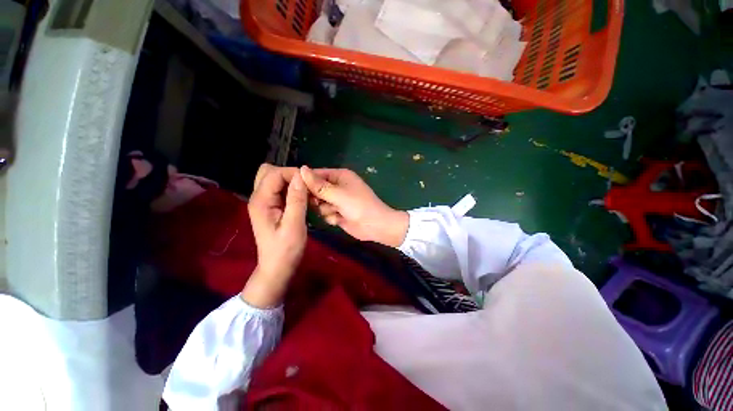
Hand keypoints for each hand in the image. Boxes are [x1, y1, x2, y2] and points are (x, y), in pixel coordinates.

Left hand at [241, 164, 307, 307]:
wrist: (277, 267)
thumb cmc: (286, 250)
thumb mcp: (294, 225)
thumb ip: (297, 200)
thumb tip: (301, 176)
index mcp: (261, 201)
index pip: (275, 173)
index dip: (294, 173)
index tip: (311, 183)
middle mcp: (258, 197)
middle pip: (269, 171)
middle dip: (289, 174)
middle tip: (305, 188)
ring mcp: (263, 202)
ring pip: (274, 179)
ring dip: (290, 181)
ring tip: (305, 193)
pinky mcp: (270, 206)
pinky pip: (279, 189)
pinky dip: (290, 189)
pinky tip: (301, 199)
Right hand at [300, 166, 408, 246]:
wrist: (375, 226)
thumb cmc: (359, 206)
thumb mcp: (338, 194)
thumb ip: (318, 185)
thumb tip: (301, 169)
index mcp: (340, 176)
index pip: (316, 174)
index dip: (306, 181)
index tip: (296, 190)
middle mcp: (337, 186)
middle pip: (315, 190)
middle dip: (317, 198)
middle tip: (320, 203)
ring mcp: (337, 200)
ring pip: (319, 204)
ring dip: (325, 209)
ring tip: (336, 211)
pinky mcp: (337, 212)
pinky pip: (325, 213)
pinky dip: (330, 217)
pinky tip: (339, 219)